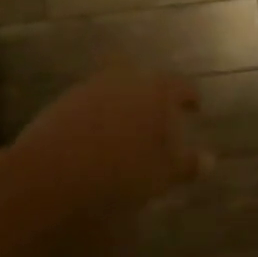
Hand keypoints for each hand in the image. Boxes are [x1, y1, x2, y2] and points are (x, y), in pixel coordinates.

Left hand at [12, 70, 209, 211]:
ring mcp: (89, 89)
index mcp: (153, 91)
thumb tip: (209, 160)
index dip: (189, 96)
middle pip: (144, 81)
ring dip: (124, 104)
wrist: (48, 176)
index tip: (195, 107)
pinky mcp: (62, 104)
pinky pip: (90, 103)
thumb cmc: (118, 173)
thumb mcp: (160, 175)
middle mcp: (122, 80)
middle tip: (161, 117)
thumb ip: (185, 164)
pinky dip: (100, 116)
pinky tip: (98, 139)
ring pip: (115, 89)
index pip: (179, 85)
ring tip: (130, 131)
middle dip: (154, 96)